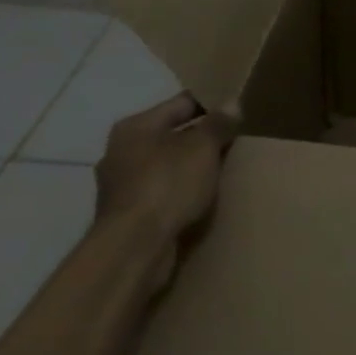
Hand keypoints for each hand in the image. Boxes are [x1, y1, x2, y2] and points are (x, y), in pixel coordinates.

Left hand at [93, 92, 239, 291]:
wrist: (133, 250)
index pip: (181, 103)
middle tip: (232, 141)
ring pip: (165, 167)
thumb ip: (218, 123)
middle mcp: (120, 152)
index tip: (236, 111)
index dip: (211, 104)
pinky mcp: (124, 218)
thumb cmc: (167, 184)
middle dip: (199, 139)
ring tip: (219, 171)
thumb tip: (231, 104)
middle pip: (171, 136)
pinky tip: (199, 199)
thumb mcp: (203, 147)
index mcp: (135, 127)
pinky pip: (160, 194)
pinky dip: (178, 194)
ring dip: (189, 168)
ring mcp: (119, 187)